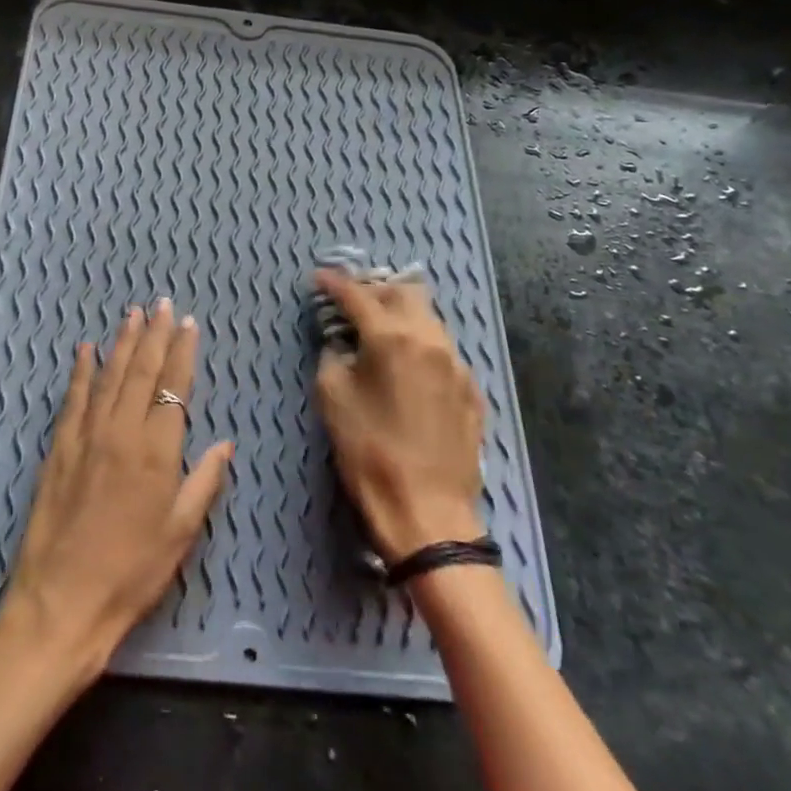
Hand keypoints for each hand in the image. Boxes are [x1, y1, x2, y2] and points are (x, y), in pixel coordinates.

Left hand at [1, 299, 233, 673]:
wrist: (62, 600)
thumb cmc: (131, 573)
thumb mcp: (180, 533)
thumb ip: (203, 481)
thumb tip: (224, 443)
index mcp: (156, 451)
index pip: (173, 387)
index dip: (182, 353)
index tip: (188, 325)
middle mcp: (121, 431)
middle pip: (141, 372)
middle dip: (154, 335)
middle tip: (162, 304)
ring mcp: (86, 436)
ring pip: (108, 376)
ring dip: (122, 343)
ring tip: (132, 315)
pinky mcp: (59, 447)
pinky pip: (73, 398)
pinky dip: (80, 371)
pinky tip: (85, 350)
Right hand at [313, 270, 486, 561]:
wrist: (428, 512)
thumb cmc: (369, 452)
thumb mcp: (332, 398)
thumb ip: (334, 356)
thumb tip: (342, 343)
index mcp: (392, 337)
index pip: (358, 295)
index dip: (334, 283)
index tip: (318, 278)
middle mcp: (430, 340)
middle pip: (404, 293)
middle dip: (375, 290)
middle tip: (352, 301)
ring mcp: (457, 365)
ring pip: (430, 319)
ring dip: (402, 314)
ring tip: (381, 327)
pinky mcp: (472, 390)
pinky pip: (445, 351)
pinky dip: (422, 344)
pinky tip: (409, 364)